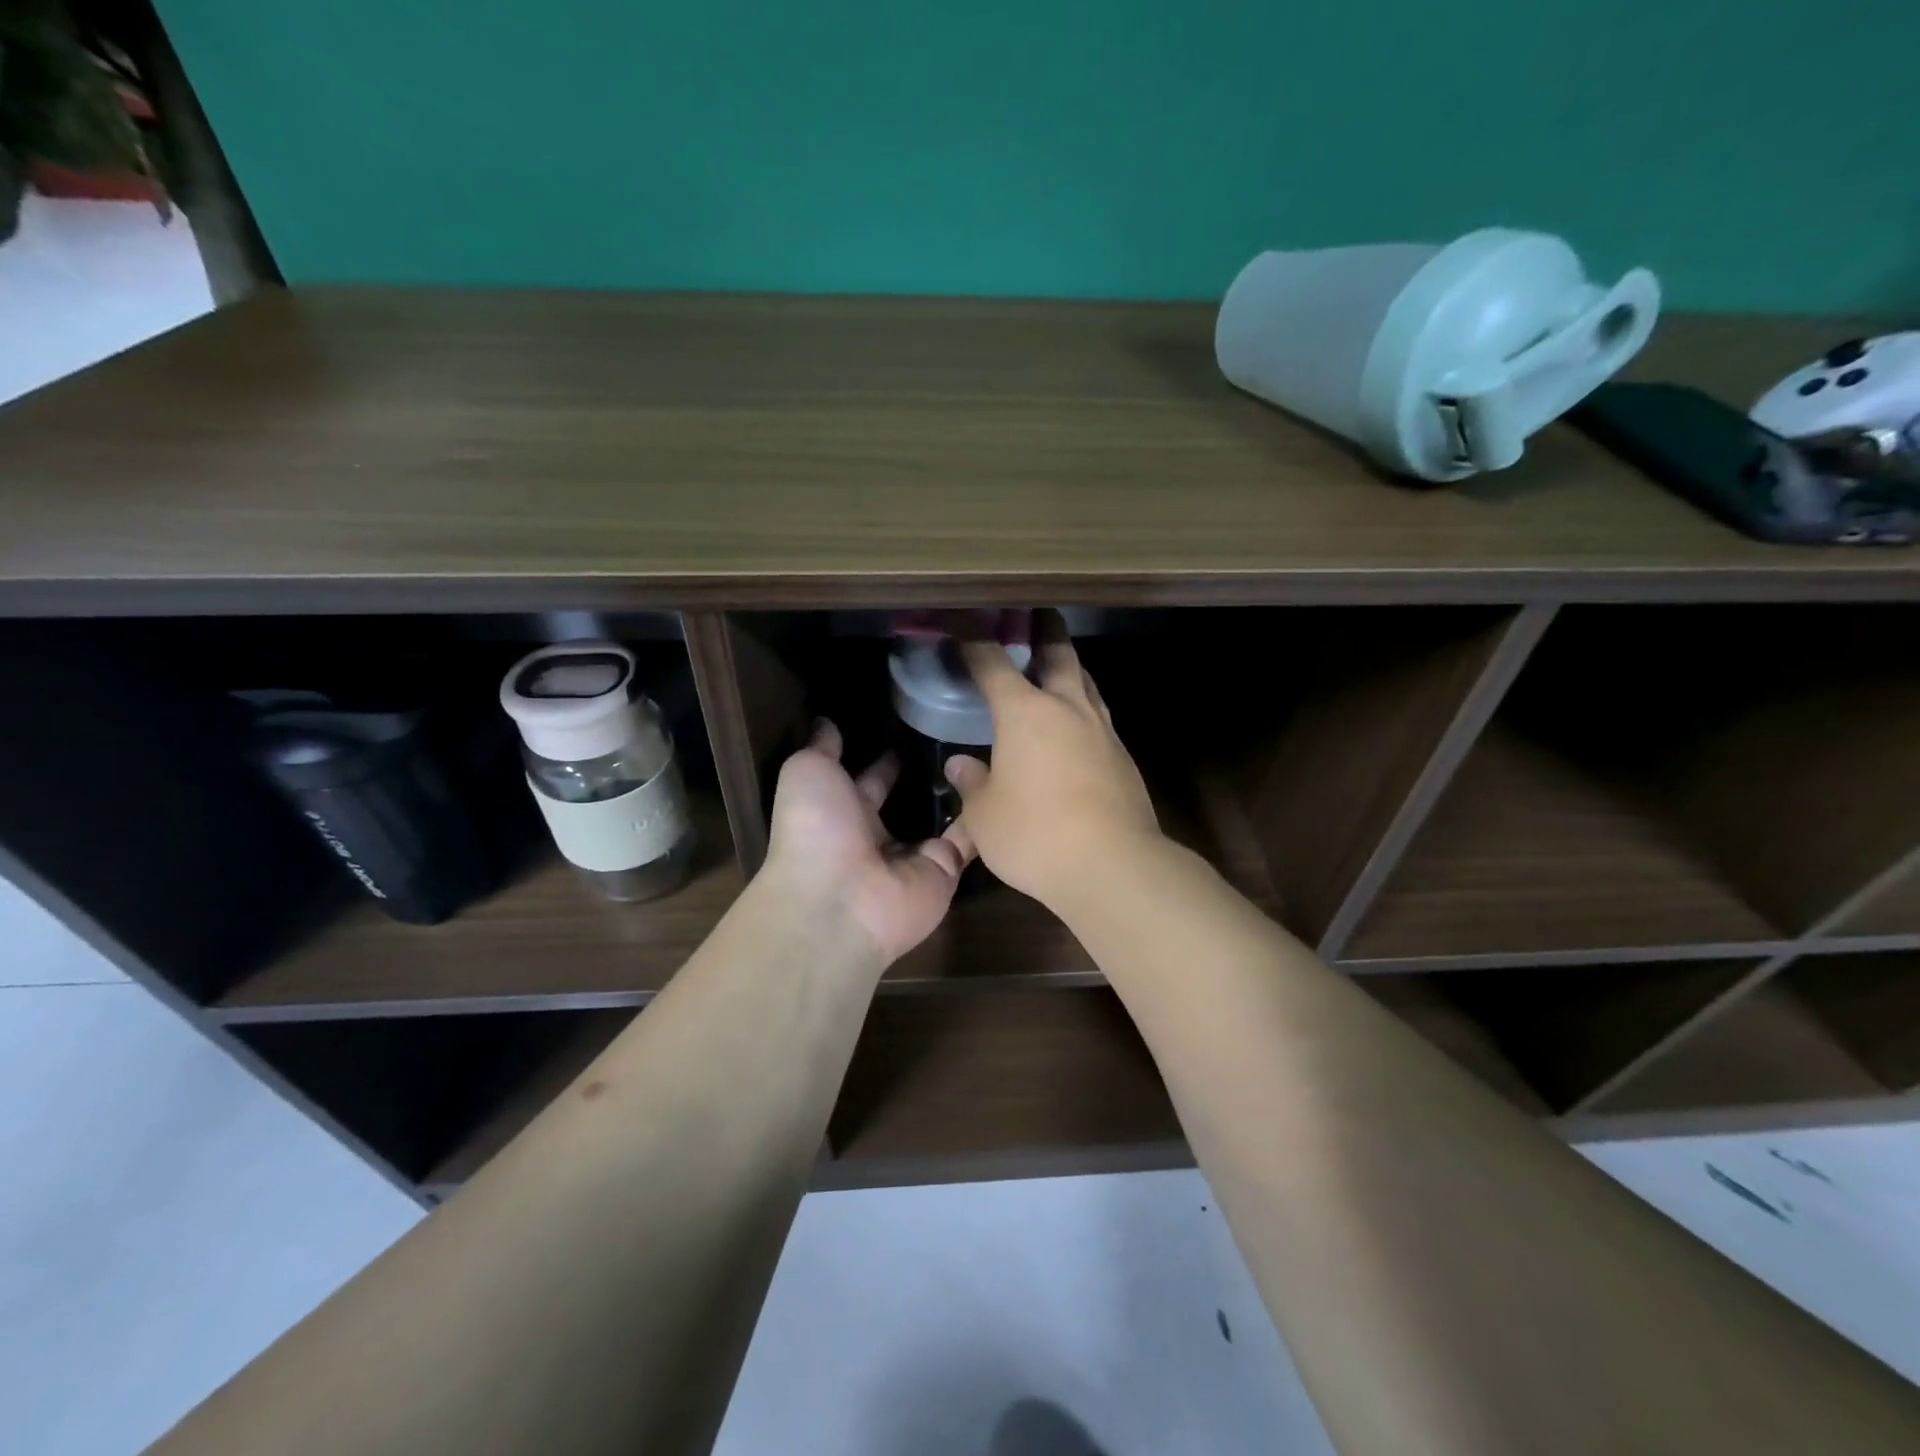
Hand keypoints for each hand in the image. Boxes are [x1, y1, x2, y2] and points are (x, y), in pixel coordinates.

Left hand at [761, 720, 973, 964]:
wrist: (840, 899)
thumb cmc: (815, 829)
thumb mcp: (807, 772)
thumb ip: (822, 747)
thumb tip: (826, 722)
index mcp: (841, 813)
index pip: (868, 780)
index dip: (884, 759)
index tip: (910, 727)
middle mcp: (877, 836)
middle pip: (907, 802)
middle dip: (926, 775)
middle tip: (957, 736)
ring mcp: (913, 856)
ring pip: (942, 819)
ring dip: (960, 793)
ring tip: (985, 751)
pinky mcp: (945, 870)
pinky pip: (969, 840)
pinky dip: (984, 817)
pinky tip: (1000, 784)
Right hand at [947, 614, 1162, 911]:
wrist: (1114, 865)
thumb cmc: (1035, 835)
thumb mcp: (985, 815)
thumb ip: (972, 784)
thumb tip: (960, 765)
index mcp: (1024, 713)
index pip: (992, 663)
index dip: (974, 639)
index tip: (963, 619)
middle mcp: (1066, 709)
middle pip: (1058, 655)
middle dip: (1044, 631)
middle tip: (1038, 615)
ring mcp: (1102, 731)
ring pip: (1087, 682)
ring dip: (1072, 665)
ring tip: (1061, 663)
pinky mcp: (1123, 757)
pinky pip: (1100, 716)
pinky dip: (1085, 706)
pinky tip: (1078, 724)